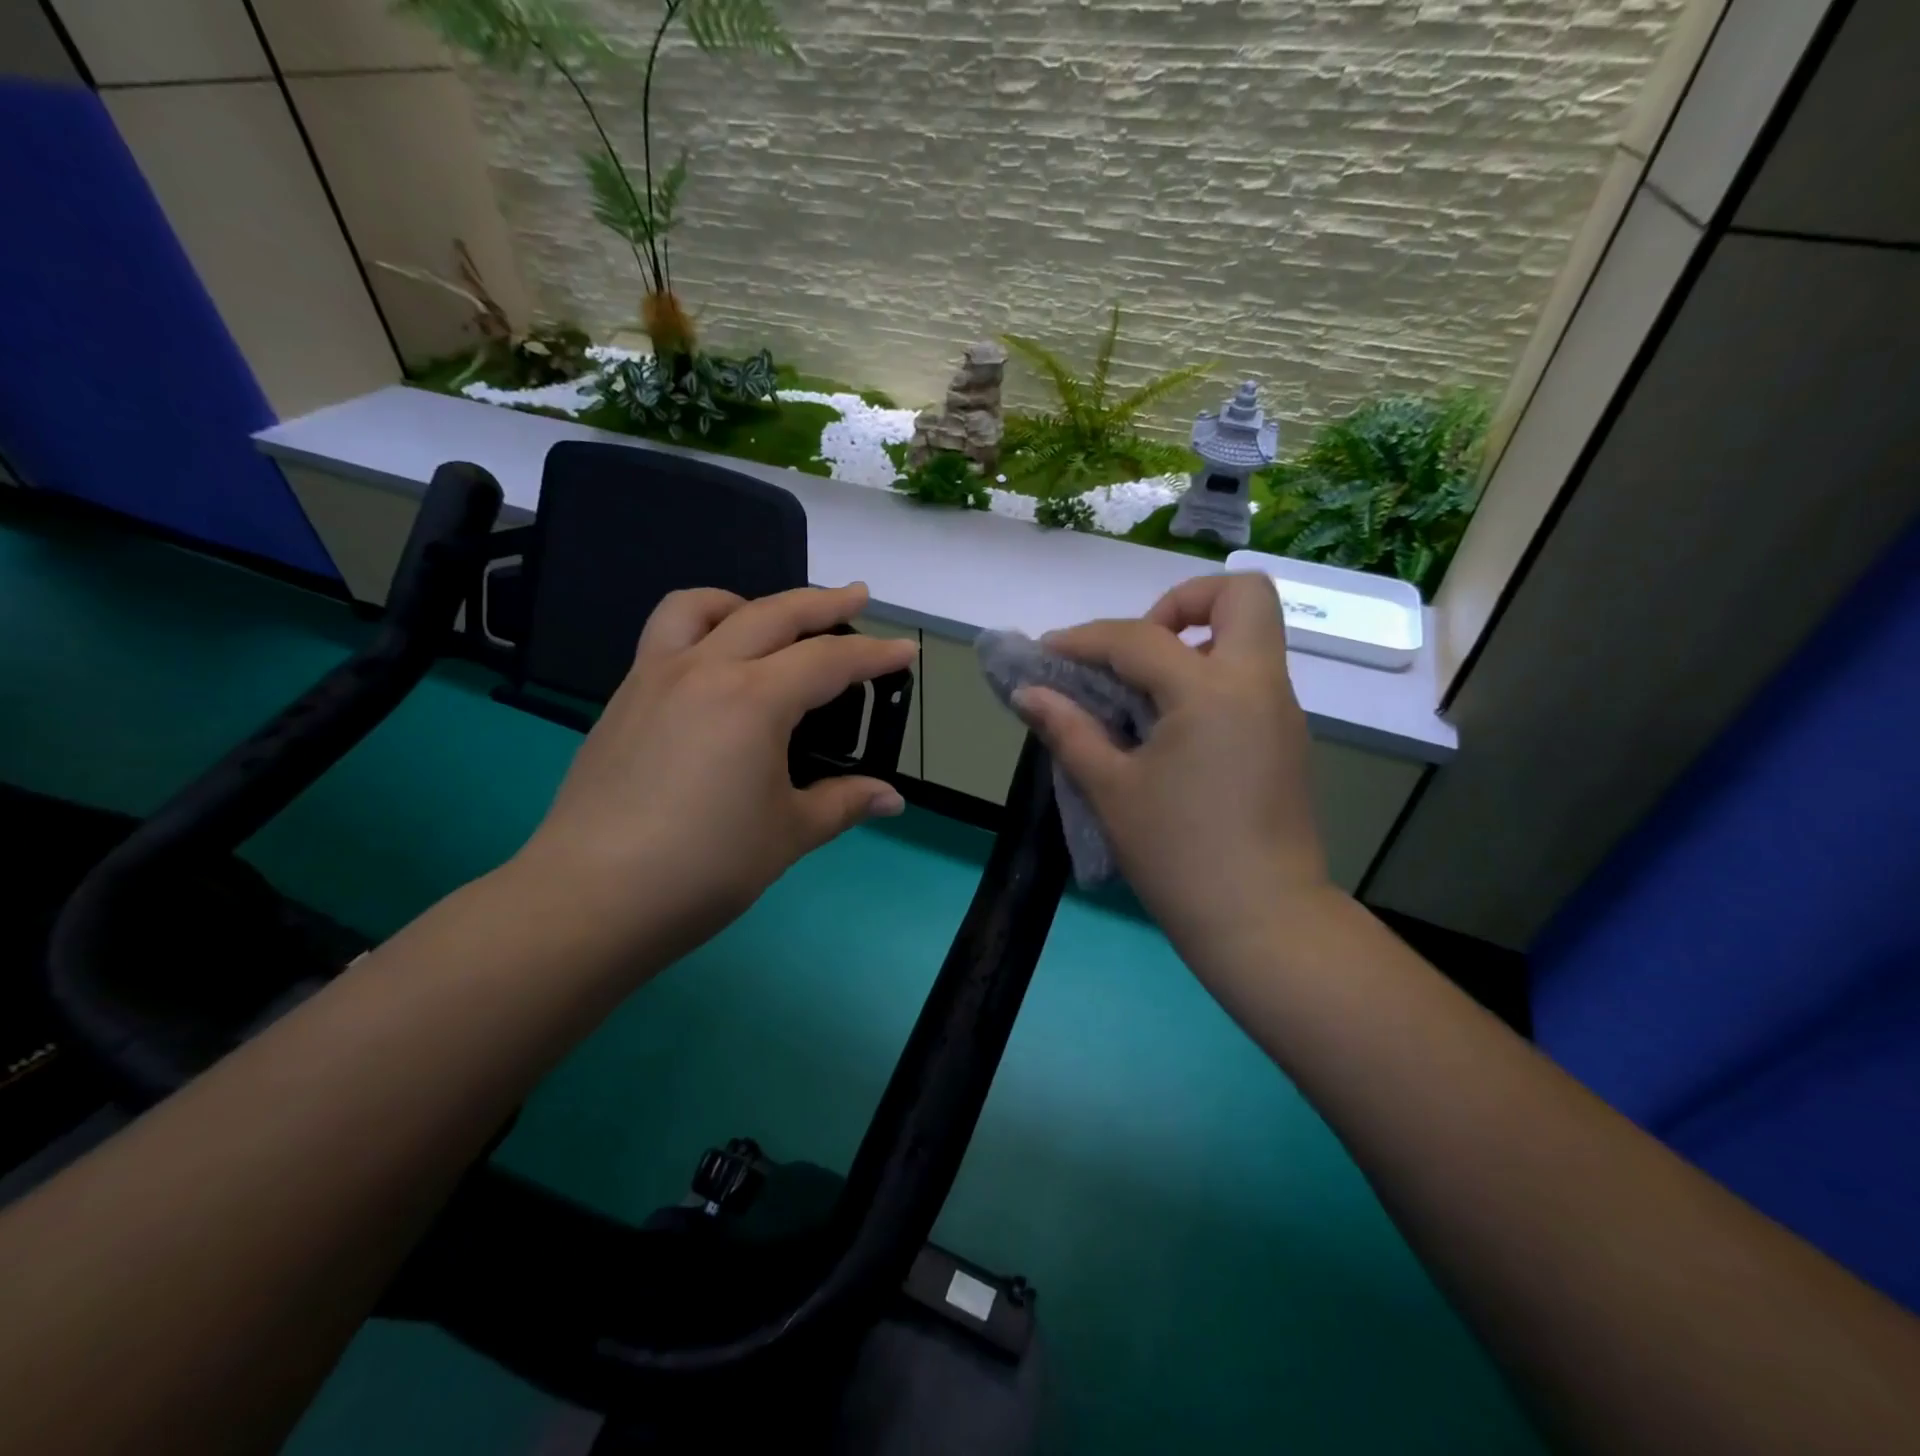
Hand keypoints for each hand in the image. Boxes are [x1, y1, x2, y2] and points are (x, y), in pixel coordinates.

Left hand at [516, 583, 913, 961]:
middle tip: (857, 597)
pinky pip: (664, 638)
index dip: (875, 656)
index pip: (829, 662)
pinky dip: (701, 629)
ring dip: (747, 602)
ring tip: (770, 621)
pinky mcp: (622, 699)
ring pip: (701, 608)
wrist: (591, 897)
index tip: (906, 651)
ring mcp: (653, 678)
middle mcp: (703, 670)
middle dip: (823, 603)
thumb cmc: (704, 867)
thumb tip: (890, 799)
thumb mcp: (788, 834)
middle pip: (773, 614)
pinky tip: (714, 671)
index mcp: (753, 700)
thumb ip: (843, 803)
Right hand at [1012, 573, 1332, 964]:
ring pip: (1250, 635)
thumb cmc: (1178, 855)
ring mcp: (1281, 710)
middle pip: (1243, 594)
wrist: (1262, 922)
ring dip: (1195, 642)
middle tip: (1136, 650)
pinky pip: (1249, 678)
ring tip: (1142, 693)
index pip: (1139, 637)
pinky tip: (1169, 728)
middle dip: (1182, 602)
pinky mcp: (1287, 738)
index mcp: (1211, 692)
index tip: (1048, 655)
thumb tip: (1028, 693)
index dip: (1084, 639)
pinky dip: (1208, 678)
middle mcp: (1258, 684)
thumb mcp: (1111, 790)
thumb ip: (1069, 729)